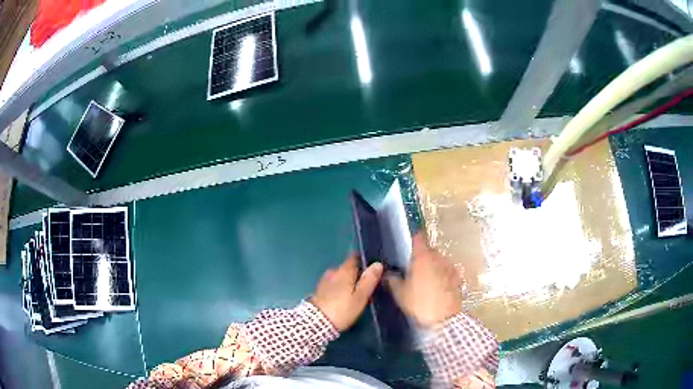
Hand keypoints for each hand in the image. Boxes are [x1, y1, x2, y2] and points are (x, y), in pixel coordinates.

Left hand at [312, 255, 383, 331]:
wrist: (317, 323)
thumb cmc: (343, 309)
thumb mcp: (360, 296)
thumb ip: (369, 279)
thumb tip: (377, 264)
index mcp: (344, 270)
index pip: (354, 257)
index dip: (363, 260)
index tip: (371, 266)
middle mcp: (333, 271)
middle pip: (347, 267)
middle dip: (356, 273)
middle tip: (366, 283)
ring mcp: (324, 280)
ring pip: (340, 276)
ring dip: (347, 281)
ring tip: (355, 292)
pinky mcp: (319, 290)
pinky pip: (333, 284)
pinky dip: (339, 287)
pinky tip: (343, 296)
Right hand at [387, 233, 462, 327]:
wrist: (445, 319)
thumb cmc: (420, 303)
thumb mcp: (400, 294)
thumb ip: (393, 281)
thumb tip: (388, 274)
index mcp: (423, 257)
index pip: (418, 238)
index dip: (413, 238)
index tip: (407, 241)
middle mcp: (438, 258)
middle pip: (429, 250)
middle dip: (422, 256)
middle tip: (412, 268)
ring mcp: (450, 267)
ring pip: (439, 261)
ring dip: (433, 265)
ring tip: (425, 279)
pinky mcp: (458, 278)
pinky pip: (447, 271)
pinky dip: (442, 275)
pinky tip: (437, 286)